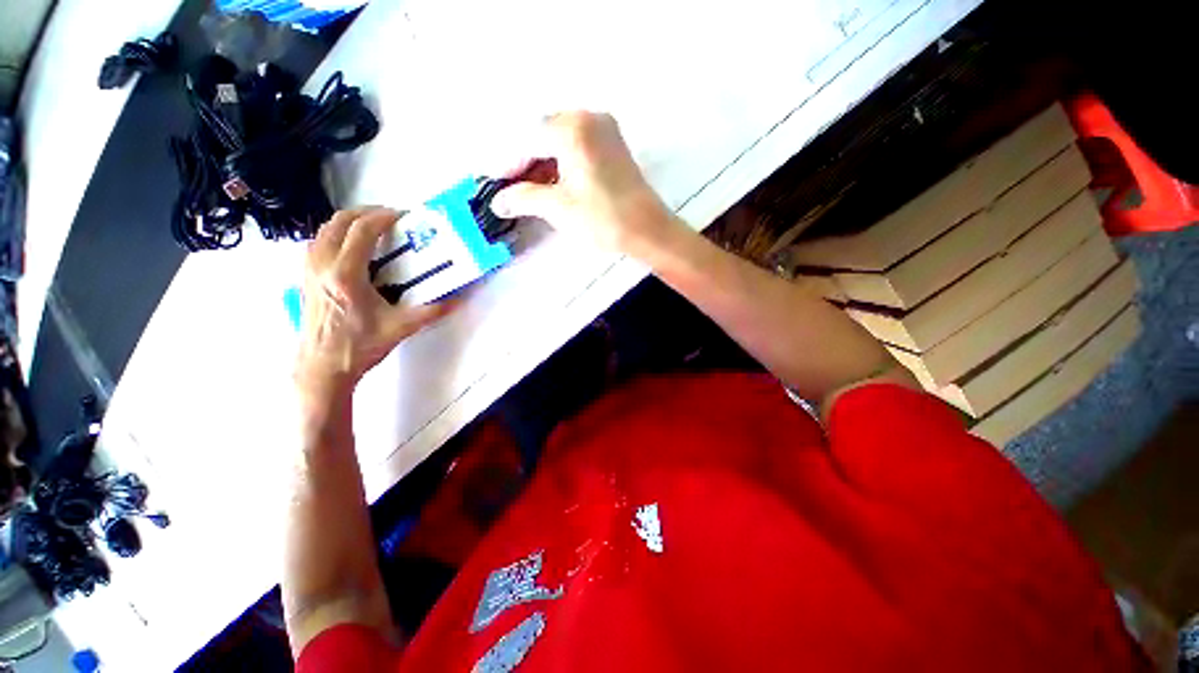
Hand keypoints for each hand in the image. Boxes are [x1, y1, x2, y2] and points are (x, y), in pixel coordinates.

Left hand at [295, 208, 448, 397]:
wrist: (322, 367)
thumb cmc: (360, 347)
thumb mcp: (401, 328)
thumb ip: (433, 311)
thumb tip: (459, 299)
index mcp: (346, 275)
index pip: (362, 230)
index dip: (384, 217)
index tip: (404, 217)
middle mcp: (322, 264)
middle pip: (340, 221)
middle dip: (367, 212)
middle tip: (391, 218)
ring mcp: (308, 269)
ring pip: (325, 228)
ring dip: (350, 221)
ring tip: (373, 228)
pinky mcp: (304, 276)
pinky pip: (318, 241)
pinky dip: (337, 234)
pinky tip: (353, 247)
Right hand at [490, 112, 687, 258]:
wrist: (648, 231)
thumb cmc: (603, 219)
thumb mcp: (558, 208)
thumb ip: (523, 198)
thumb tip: (498, 201)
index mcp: (572, 128)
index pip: (527, 141)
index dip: (507, 164)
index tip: (491, 183)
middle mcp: (588, 118)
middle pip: (542, 137)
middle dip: (523, 164)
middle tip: (508, 189)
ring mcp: (604, 130)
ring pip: (560, 143)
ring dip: (541, 165)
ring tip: (526, 191)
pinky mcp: (613, 145)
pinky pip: (577, 148)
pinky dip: (561, 164)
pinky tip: (550, 184)